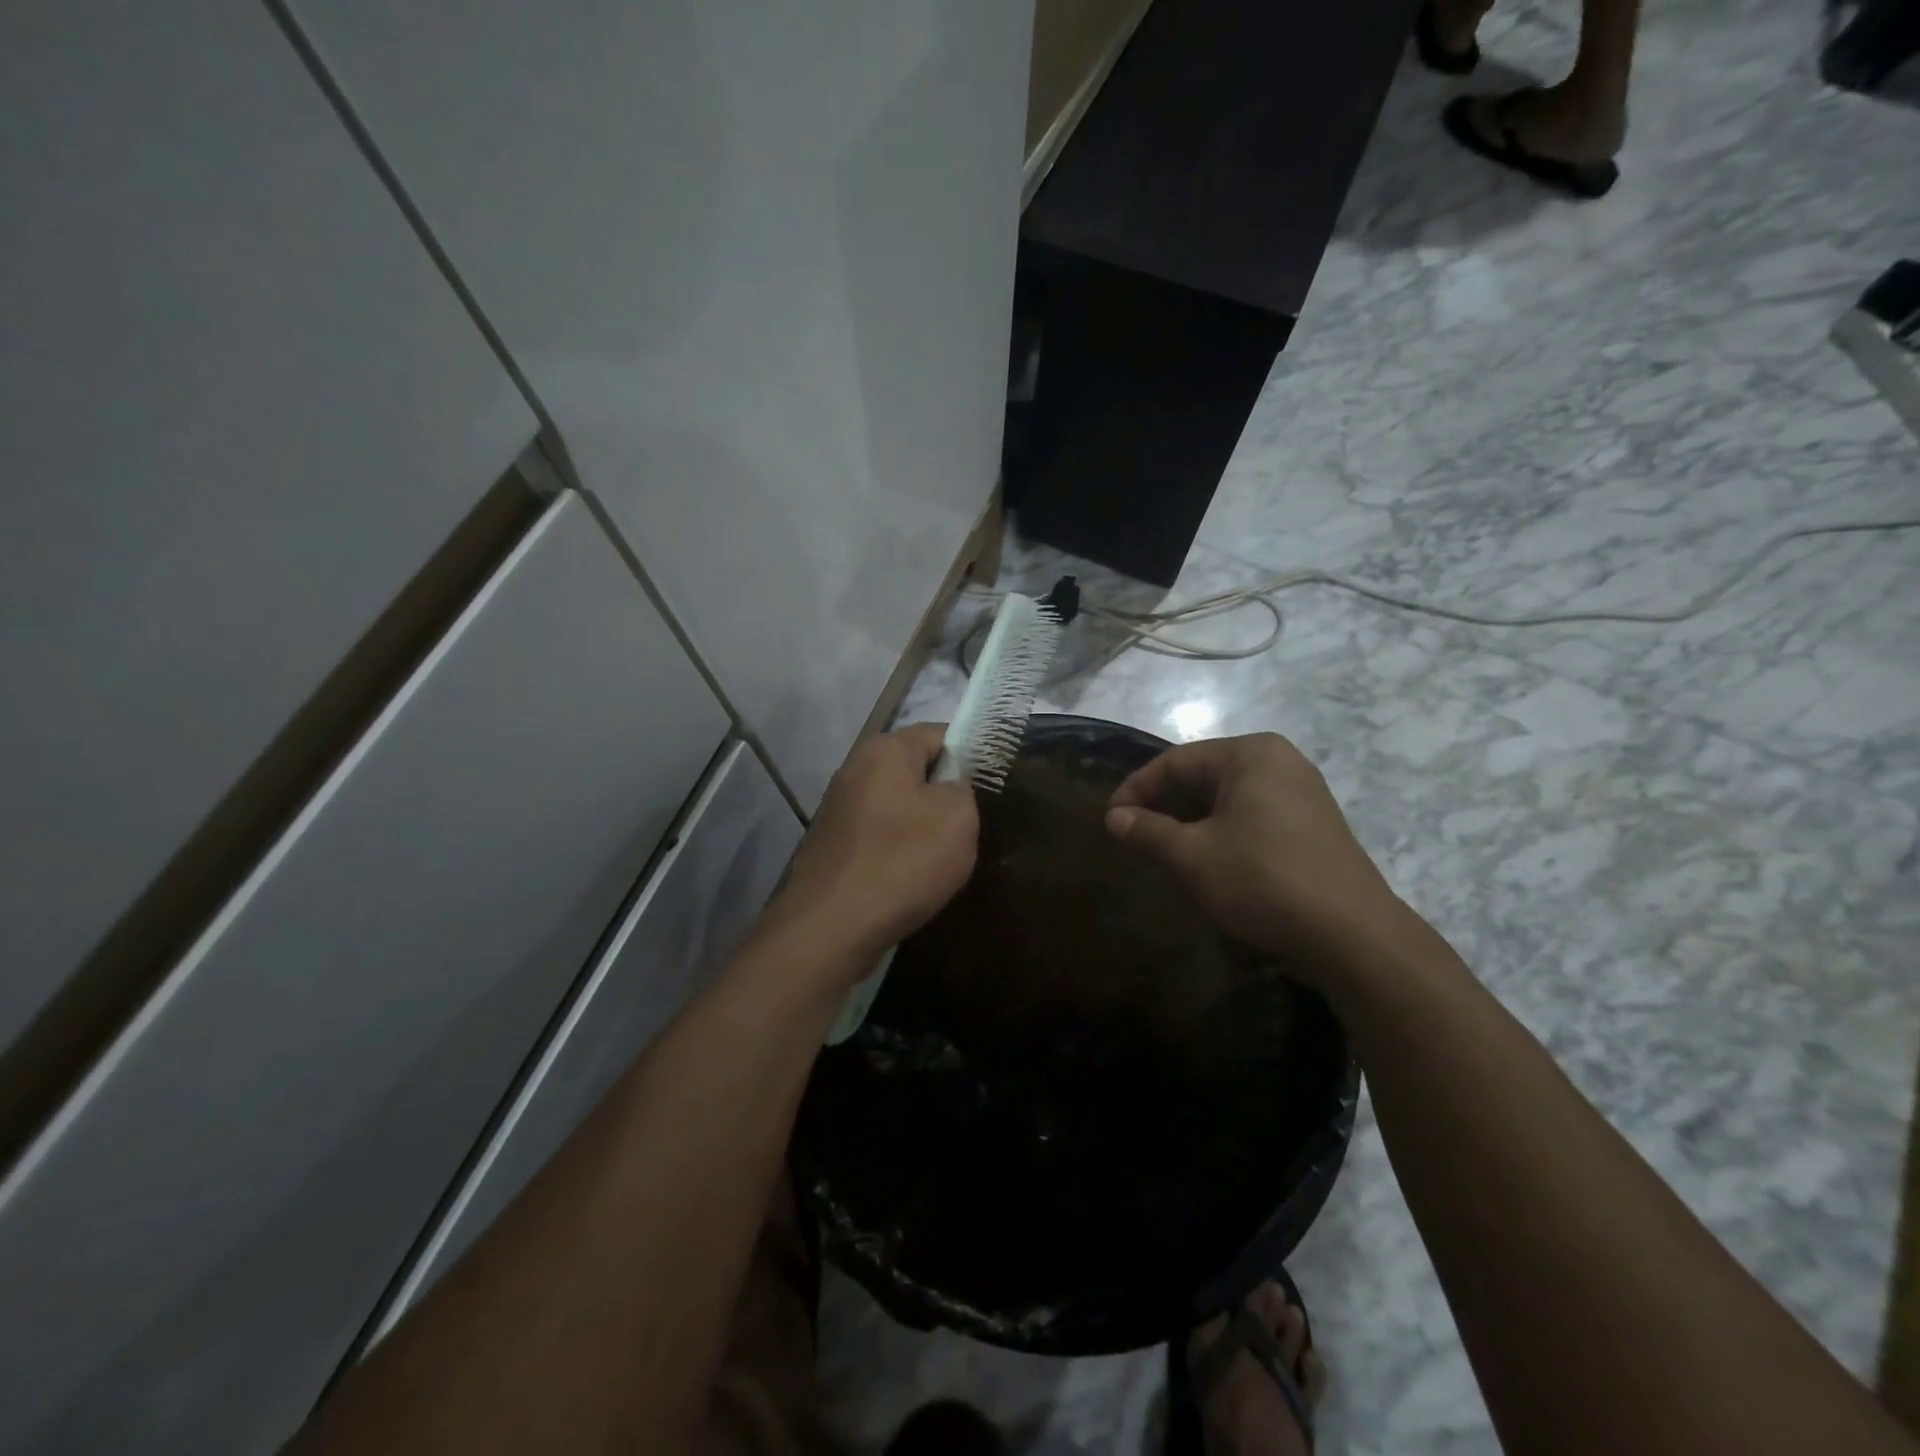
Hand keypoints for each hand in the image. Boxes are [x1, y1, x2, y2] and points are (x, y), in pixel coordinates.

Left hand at [772, 723, 978, 965]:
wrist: (830, 928)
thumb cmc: (901, 861)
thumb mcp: (958, 817)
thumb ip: (963, 788)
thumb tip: (949, 789)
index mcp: (885, 751)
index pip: (938, 733)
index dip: (969, 754)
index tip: (988, 786)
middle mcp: (854, 770)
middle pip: (914, 771)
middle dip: (943, 795)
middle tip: (969, 827)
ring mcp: (837, 810)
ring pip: (896, 807)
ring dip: (920, 828)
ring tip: (941, 860)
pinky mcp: (831, 846)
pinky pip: (877, 837)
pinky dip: (896, 852)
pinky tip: (909, 880)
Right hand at [1104, 733, 1407, 979]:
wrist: (1351, 936)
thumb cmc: (1261, 880)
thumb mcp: (1192, 856)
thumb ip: (1148, 831)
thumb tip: (1114, 818)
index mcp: (1250, 754)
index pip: (1176, 761)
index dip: (1136, 789)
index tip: (1109, 819)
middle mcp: (1280, 761)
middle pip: (1203, 775)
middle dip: (1164, 805)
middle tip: (1133, 835)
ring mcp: (1303, 792)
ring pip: (1228, 798)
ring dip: (1190, 821)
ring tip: (1163, 850)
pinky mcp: (1314, 825)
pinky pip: (1253, 815)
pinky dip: (1222, 831)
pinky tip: (1208, 860)